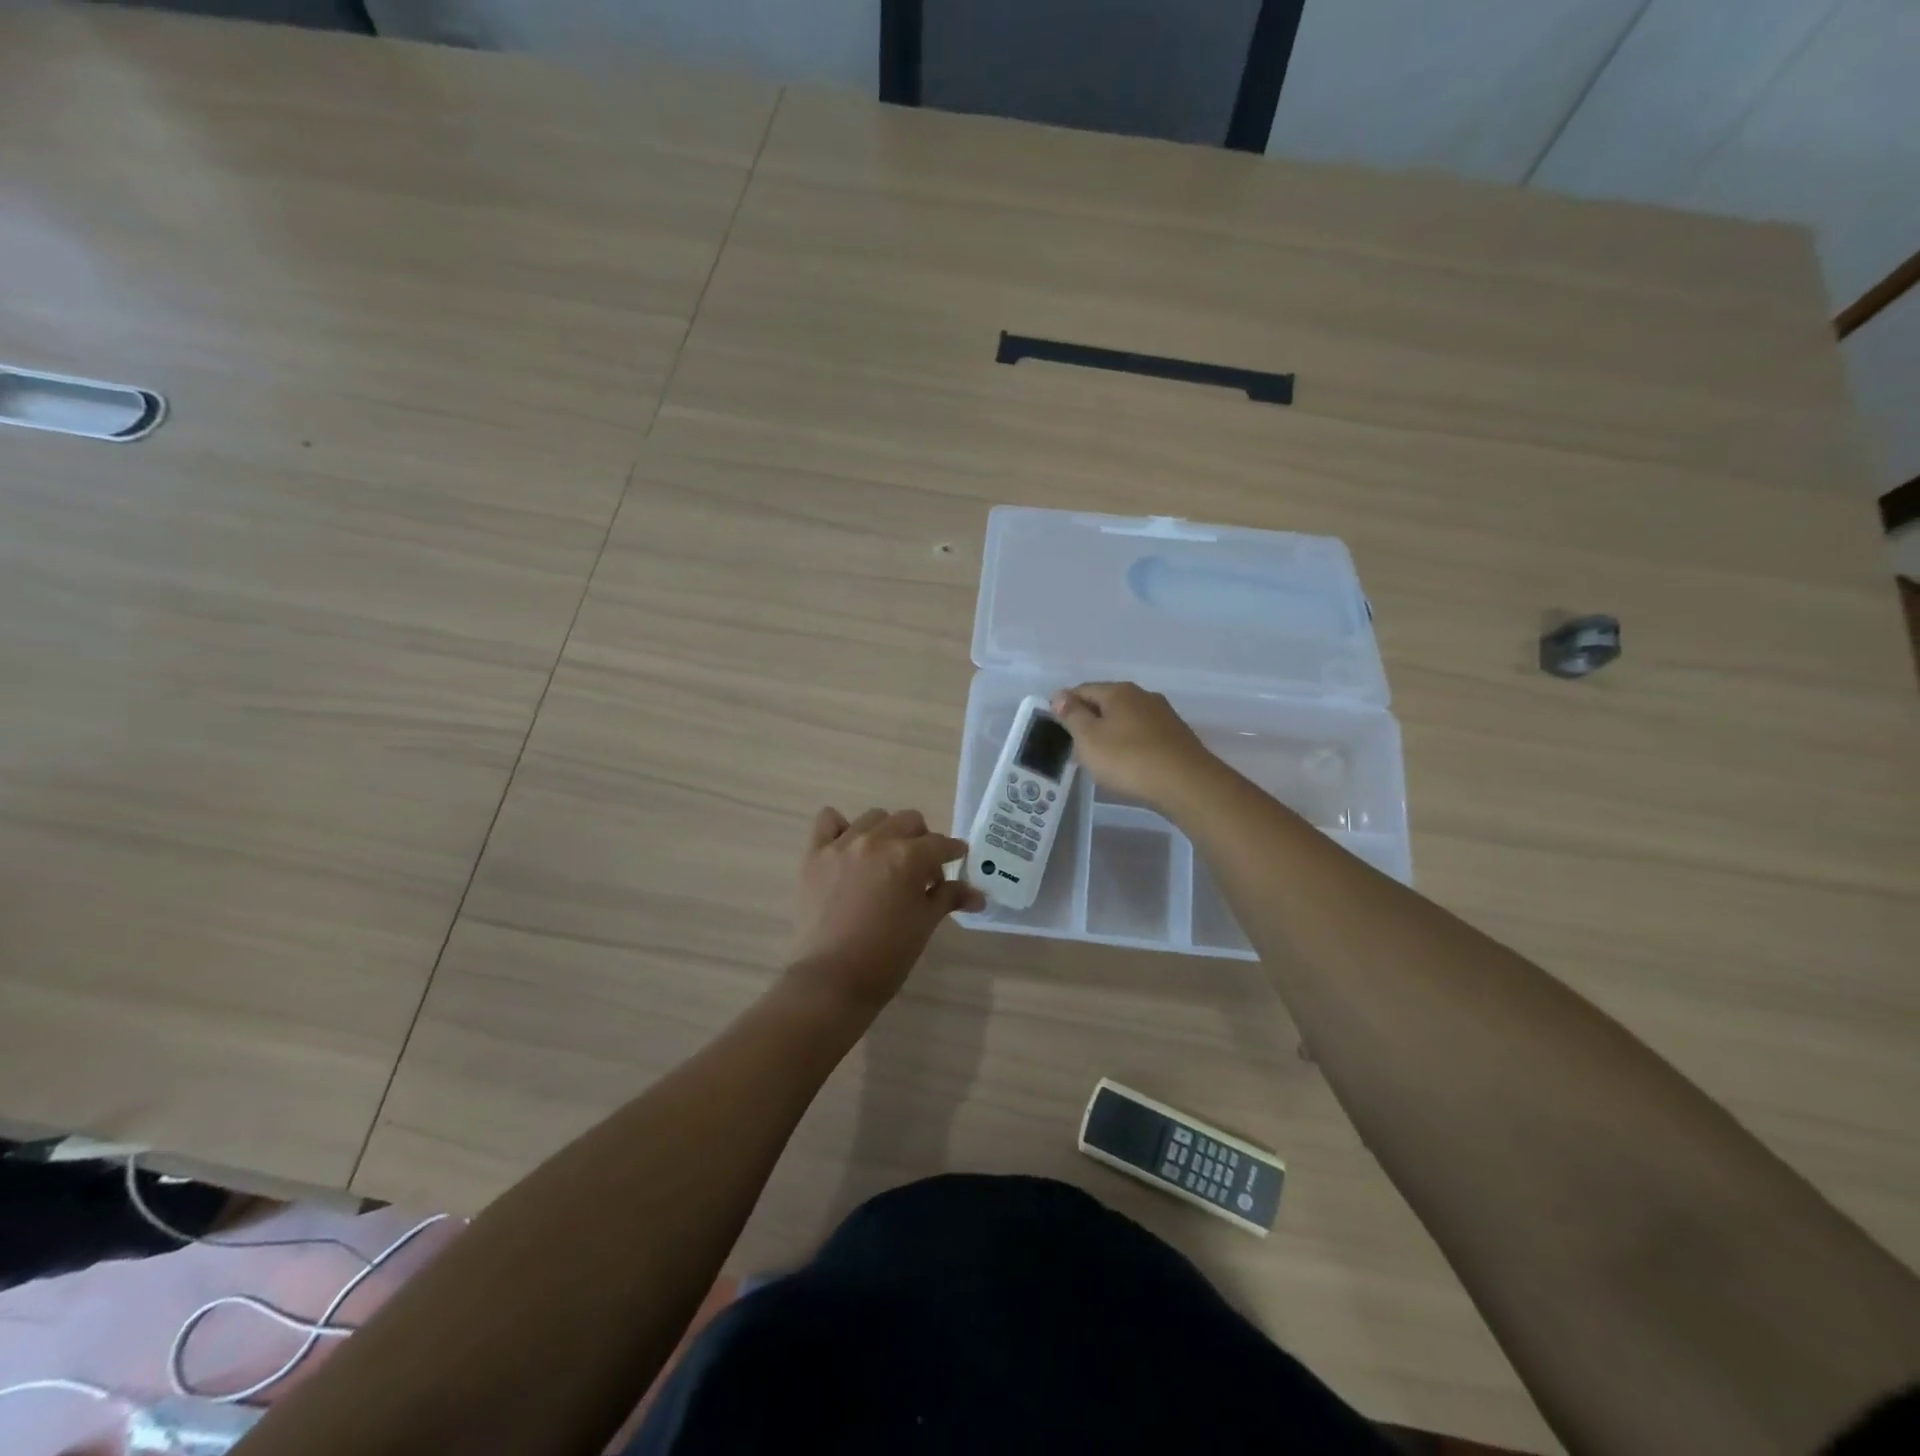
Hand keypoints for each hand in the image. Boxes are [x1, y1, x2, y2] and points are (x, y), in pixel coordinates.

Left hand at [787, 807, 984, 1010]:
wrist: (832, 980)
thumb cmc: (886, 956)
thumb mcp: (924, 924)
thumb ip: (949, 898)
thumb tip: (979, 894)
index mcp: (909, 857)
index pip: (941, 844)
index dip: (953, 852)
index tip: (957, 861)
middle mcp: (877, 840)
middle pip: (909, 821)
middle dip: (922, 840)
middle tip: (922, 869)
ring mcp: (842, 844)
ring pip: (874, 818)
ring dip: (887, 832)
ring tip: (886, 859)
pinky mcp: (815, 854)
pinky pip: (828, 820)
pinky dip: (841, 827)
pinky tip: (848, 847)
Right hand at [1051, 682, 1218, 811]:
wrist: (1186, 784)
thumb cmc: (1128, 759)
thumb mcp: (1089, 738)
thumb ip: (1072, 715)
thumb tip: (1060, 695)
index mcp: (1119, 691)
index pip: (1083, 690)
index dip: (1066, 706)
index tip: (1057, 728)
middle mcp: (1143, 696)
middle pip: (1106, 704)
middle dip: (1089, 722)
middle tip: (1076, 749)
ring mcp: (1163, 715)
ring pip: (1126, 720)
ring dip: (1110, 735)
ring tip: (1101, 760)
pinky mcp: (1177, 736)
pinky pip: (1143, 735)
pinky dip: (1130, 745)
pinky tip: (1128, 764)